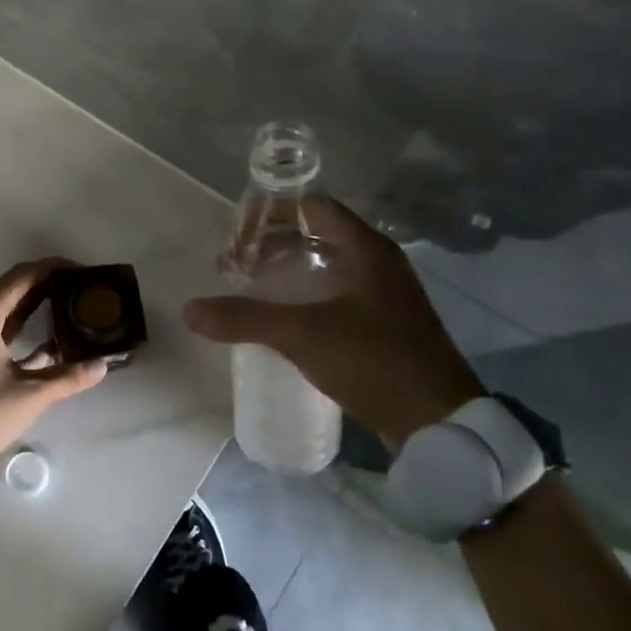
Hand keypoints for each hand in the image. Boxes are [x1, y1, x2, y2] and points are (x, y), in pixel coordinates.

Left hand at [0, 258, 108, 456]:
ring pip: (6, 308)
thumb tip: (102, 365)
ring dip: (36, 304)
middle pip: (14, 288)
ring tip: (69, 305)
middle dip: (47, 283)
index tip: (80, 270)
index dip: (52, 268)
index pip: (22, 277)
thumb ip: (67, 378)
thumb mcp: (29, 396)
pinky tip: (49, 341)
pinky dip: (23, 327)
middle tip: (80, 287)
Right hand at [183, 197, 482, 450]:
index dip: (273, 213)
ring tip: (253, 289)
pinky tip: (286, 319)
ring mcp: (386, 294)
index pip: (313, 206)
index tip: (238, 236)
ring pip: (328, 265)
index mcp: (366, 249)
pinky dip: (308, 295)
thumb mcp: (303, 335)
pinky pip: (339, 294)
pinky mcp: (387, 325)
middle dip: (274, 244)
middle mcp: (379, 263)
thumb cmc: (375, 361)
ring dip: (290, 270)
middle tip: (238, 265)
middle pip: (318, 233)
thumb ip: (245, 319)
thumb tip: (190, 309)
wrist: (439, 423)